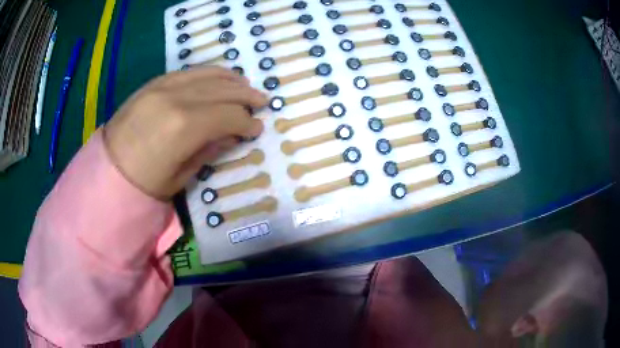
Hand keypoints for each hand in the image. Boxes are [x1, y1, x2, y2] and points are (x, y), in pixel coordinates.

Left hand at [103, 67, 267, 198]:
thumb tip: (232, 135)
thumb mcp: (181, 176)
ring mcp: (164, 86)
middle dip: (246, 96)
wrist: (108, 169)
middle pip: (222, 91)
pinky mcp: (154, 82)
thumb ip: (210, 150)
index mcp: (184, 127)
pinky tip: (219, 77)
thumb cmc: (145, 183)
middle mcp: (177, 98)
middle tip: (262, 102)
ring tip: (246, 86)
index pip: (228, 116)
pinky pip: (189, 71)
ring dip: (231, 80)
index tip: (257, 128)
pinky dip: (209, 73)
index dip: (247, 122)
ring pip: (208, 75)